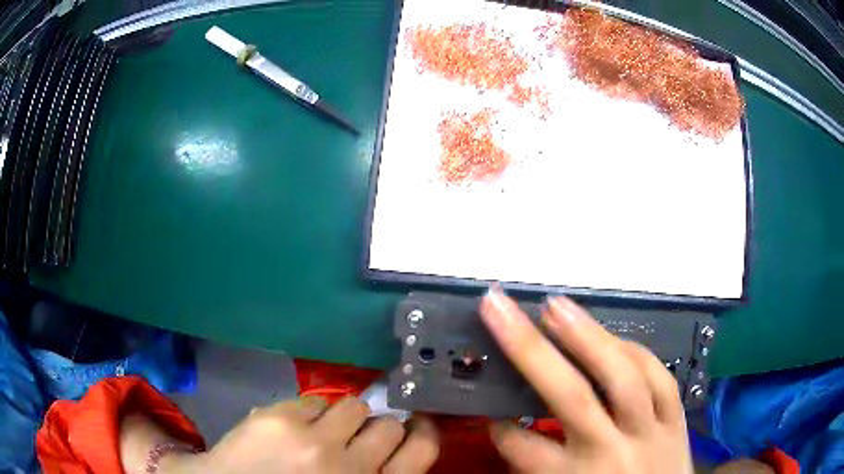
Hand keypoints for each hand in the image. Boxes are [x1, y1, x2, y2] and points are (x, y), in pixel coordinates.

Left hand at [121, 397, 438, 473]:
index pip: (421, 451)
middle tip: (355, 436)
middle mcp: (351, 468)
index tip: (415, 423)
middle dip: (374, 427)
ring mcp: (314, 443)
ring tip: (321, 430)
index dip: (422, 431)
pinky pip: (313, 400)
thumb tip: (394, 440)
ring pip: (353, 405)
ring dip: (342, 417)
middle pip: (388, 425)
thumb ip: (371, 473)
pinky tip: (290, 429)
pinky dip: (308, 412)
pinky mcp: (280, 420)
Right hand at [479, 288, 692, 473]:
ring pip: (623, 377)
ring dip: (589, 337)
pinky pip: (660, 378)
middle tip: (502, 310)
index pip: (526, 447)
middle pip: (571, 397)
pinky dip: (636, 352)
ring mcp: (649, 431)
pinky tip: (616, 336)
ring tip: (558, 307)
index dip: (501, 426)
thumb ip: (538, 464)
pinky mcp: (676, 420)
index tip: (488, 410)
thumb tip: (509, 428)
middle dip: (531, 349)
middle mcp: (610, 452)